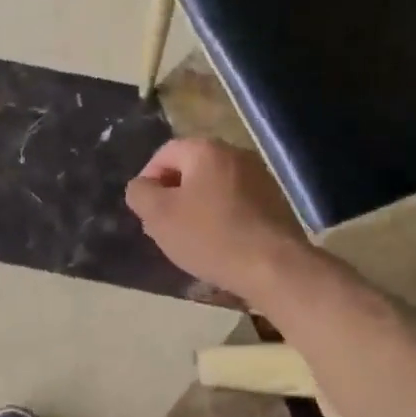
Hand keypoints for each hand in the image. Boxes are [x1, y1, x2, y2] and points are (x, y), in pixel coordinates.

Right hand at [125, 139, 311, 302]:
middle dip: (172, 195)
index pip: (165, 153)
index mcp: (206, 150)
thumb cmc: (210, 236)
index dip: (148, 179)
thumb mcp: (159, 216)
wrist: (274, 266)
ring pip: (214, 187)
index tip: (144, 210)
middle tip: (163, 226)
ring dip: (197, 207)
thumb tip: (142, 186)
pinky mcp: (275, 201)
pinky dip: (221, 217)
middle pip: (191, 169)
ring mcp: (260, 177)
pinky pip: (236, 202)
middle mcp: (236, 154)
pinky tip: (218, 244)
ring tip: (189, 239)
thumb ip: (140, 193)